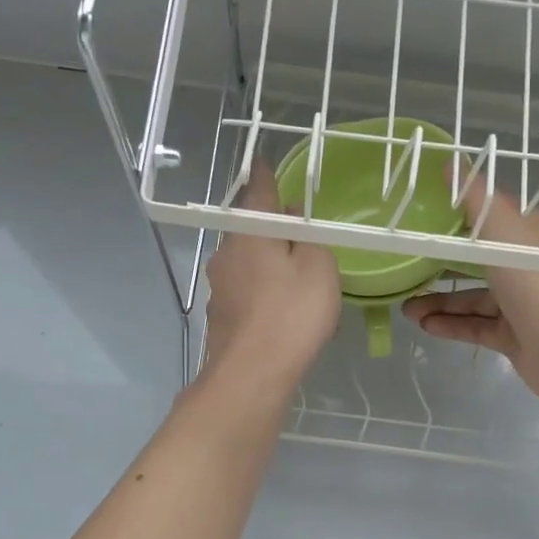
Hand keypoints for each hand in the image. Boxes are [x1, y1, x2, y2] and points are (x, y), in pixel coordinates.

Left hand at [201, 160, 341, 393]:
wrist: (251, 375)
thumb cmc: (291, 313)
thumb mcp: (319, 268)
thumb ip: (310, 240)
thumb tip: (293, 224)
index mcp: (249, 233)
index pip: (258, 192)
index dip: (266, 177)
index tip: (266, 163)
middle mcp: (226, 254)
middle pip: (251, 230)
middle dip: (273, 229)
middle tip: (301, 233)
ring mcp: (219, 287)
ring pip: (248, 263)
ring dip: (269, 264)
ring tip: (298, 278)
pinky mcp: (221, 318)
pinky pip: (247, 293)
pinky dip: (264, 293)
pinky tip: (282, 311)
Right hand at [403, 179, 538, 409]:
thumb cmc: (533, 279)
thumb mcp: (500, 229)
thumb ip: (474, 198)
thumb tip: (450, 161)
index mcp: (529, 236)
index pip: (493, 221)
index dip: (461, 219)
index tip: (426, 222)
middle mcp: (527, 268)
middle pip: (478, 263)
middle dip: (442, 268)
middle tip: (407, 271)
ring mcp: (522, 305)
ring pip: (474, 299)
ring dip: (441, 302)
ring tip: (407, 308)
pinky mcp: (514, 337)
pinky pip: (477, 328)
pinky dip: (452, 325)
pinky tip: (425, 326)